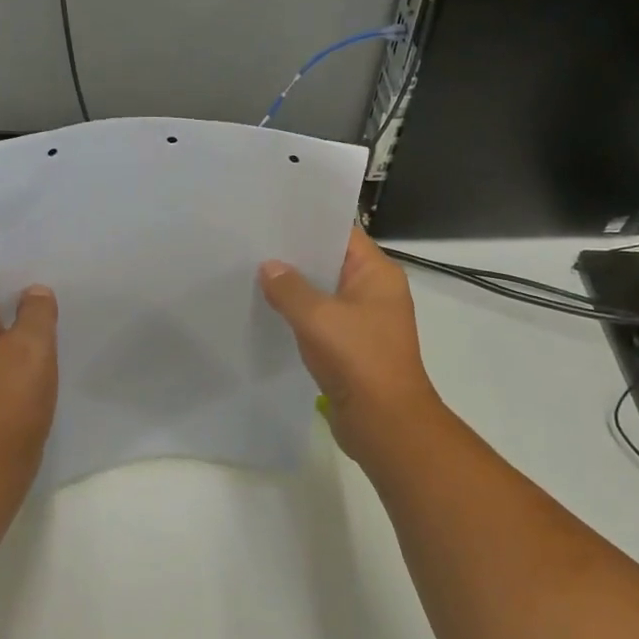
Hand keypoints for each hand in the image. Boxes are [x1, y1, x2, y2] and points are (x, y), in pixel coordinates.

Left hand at [0, 251, 58, 479]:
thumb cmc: (7, 399)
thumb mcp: (32, 347)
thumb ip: (36, 311)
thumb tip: (34, 293)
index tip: (26, 245)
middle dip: (9, 276)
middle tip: (47, 268)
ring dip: (13, 308)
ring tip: (50, 300)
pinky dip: (13, 336)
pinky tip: (42, 342)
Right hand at [259, 226, 443, 464]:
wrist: (385, 423)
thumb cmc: (358, 360)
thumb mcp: (318, 317)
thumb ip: (290, 288)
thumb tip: (269, 267)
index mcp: (378, 274)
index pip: (342, 234)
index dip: (309, 223)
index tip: (273, 215)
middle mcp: (374, 292)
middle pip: (331, 262)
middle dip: (296, 256)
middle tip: (254, 243)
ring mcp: (364, 322)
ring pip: (324, 294)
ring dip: (295, 288)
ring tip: (253, 272)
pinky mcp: (351, 348)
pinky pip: (321, 322)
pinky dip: (299, 316)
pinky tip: (268, 311)